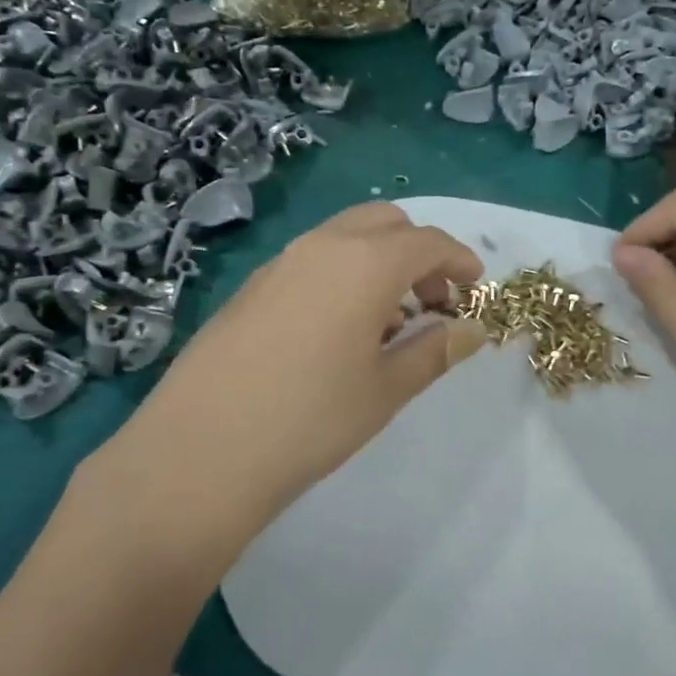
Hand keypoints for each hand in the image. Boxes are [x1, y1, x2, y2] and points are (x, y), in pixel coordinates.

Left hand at [80, 203, 486, 558]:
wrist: (200, 452)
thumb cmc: (311, 420)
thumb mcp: (387, 389)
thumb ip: (436, 351)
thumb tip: (471, 329)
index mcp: (365, 264)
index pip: (428, 242)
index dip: (460, 262)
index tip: (475, 291)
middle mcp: (322, 247)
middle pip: (386, 223)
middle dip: (419, 253)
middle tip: (433, 304)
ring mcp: (279, 263)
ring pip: (345, 238)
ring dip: (380, 263)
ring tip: (389, 324)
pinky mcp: (251, 287)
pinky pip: (312, 261)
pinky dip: (343, 275)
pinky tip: (339, 333)